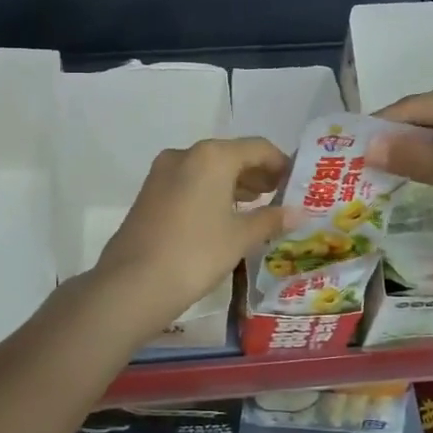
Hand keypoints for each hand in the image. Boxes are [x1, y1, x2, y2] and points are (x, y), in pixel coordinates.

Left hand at [95, 137, 290, 340]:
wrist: (132, 284)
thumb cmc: (196, 254)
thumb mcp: (240, 238)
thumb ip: (271, 219)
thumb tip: (300, 212)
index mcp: (212, 156)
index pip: (258, 148)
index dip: (281, 164)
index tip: (297, 184)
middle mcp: (186, 154)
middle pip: (232, 155)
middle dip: (257, 174)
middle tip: (280, 196)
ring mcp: (162, 172)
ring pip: (208, 169)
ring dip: (234, 183)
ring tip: (256, 207)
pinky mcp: (149, 192)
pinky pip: (189, 182)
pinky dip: (211, 192)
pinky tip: (223, 216)